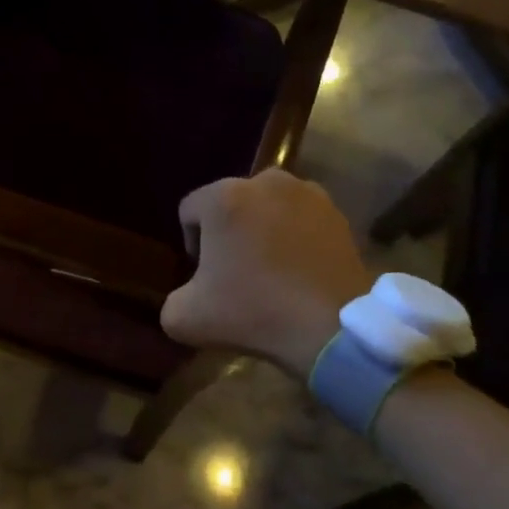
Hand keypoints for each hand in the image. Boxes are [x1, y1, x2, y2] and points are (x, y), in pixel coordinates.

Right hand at [160, 169, 372, 377]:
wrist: (331, 327)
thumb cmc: (253, 312)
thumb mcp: (185, 318)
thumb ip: (171, 300)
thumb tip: (188, 294)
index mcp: (222, 197)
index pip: (189, 211)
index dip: (191, 244)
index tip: (205, 276)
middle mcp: (264, 181)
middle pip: (230, 204)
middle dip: (229, 233)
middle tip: (237, 273)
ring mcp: (305, 192)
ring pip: (267, 207)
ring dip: (263, 229)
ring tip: (271, 269)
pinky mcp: (336, 212)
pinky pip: (300, 218)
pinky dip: (295, 235)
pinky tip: (299, 269)